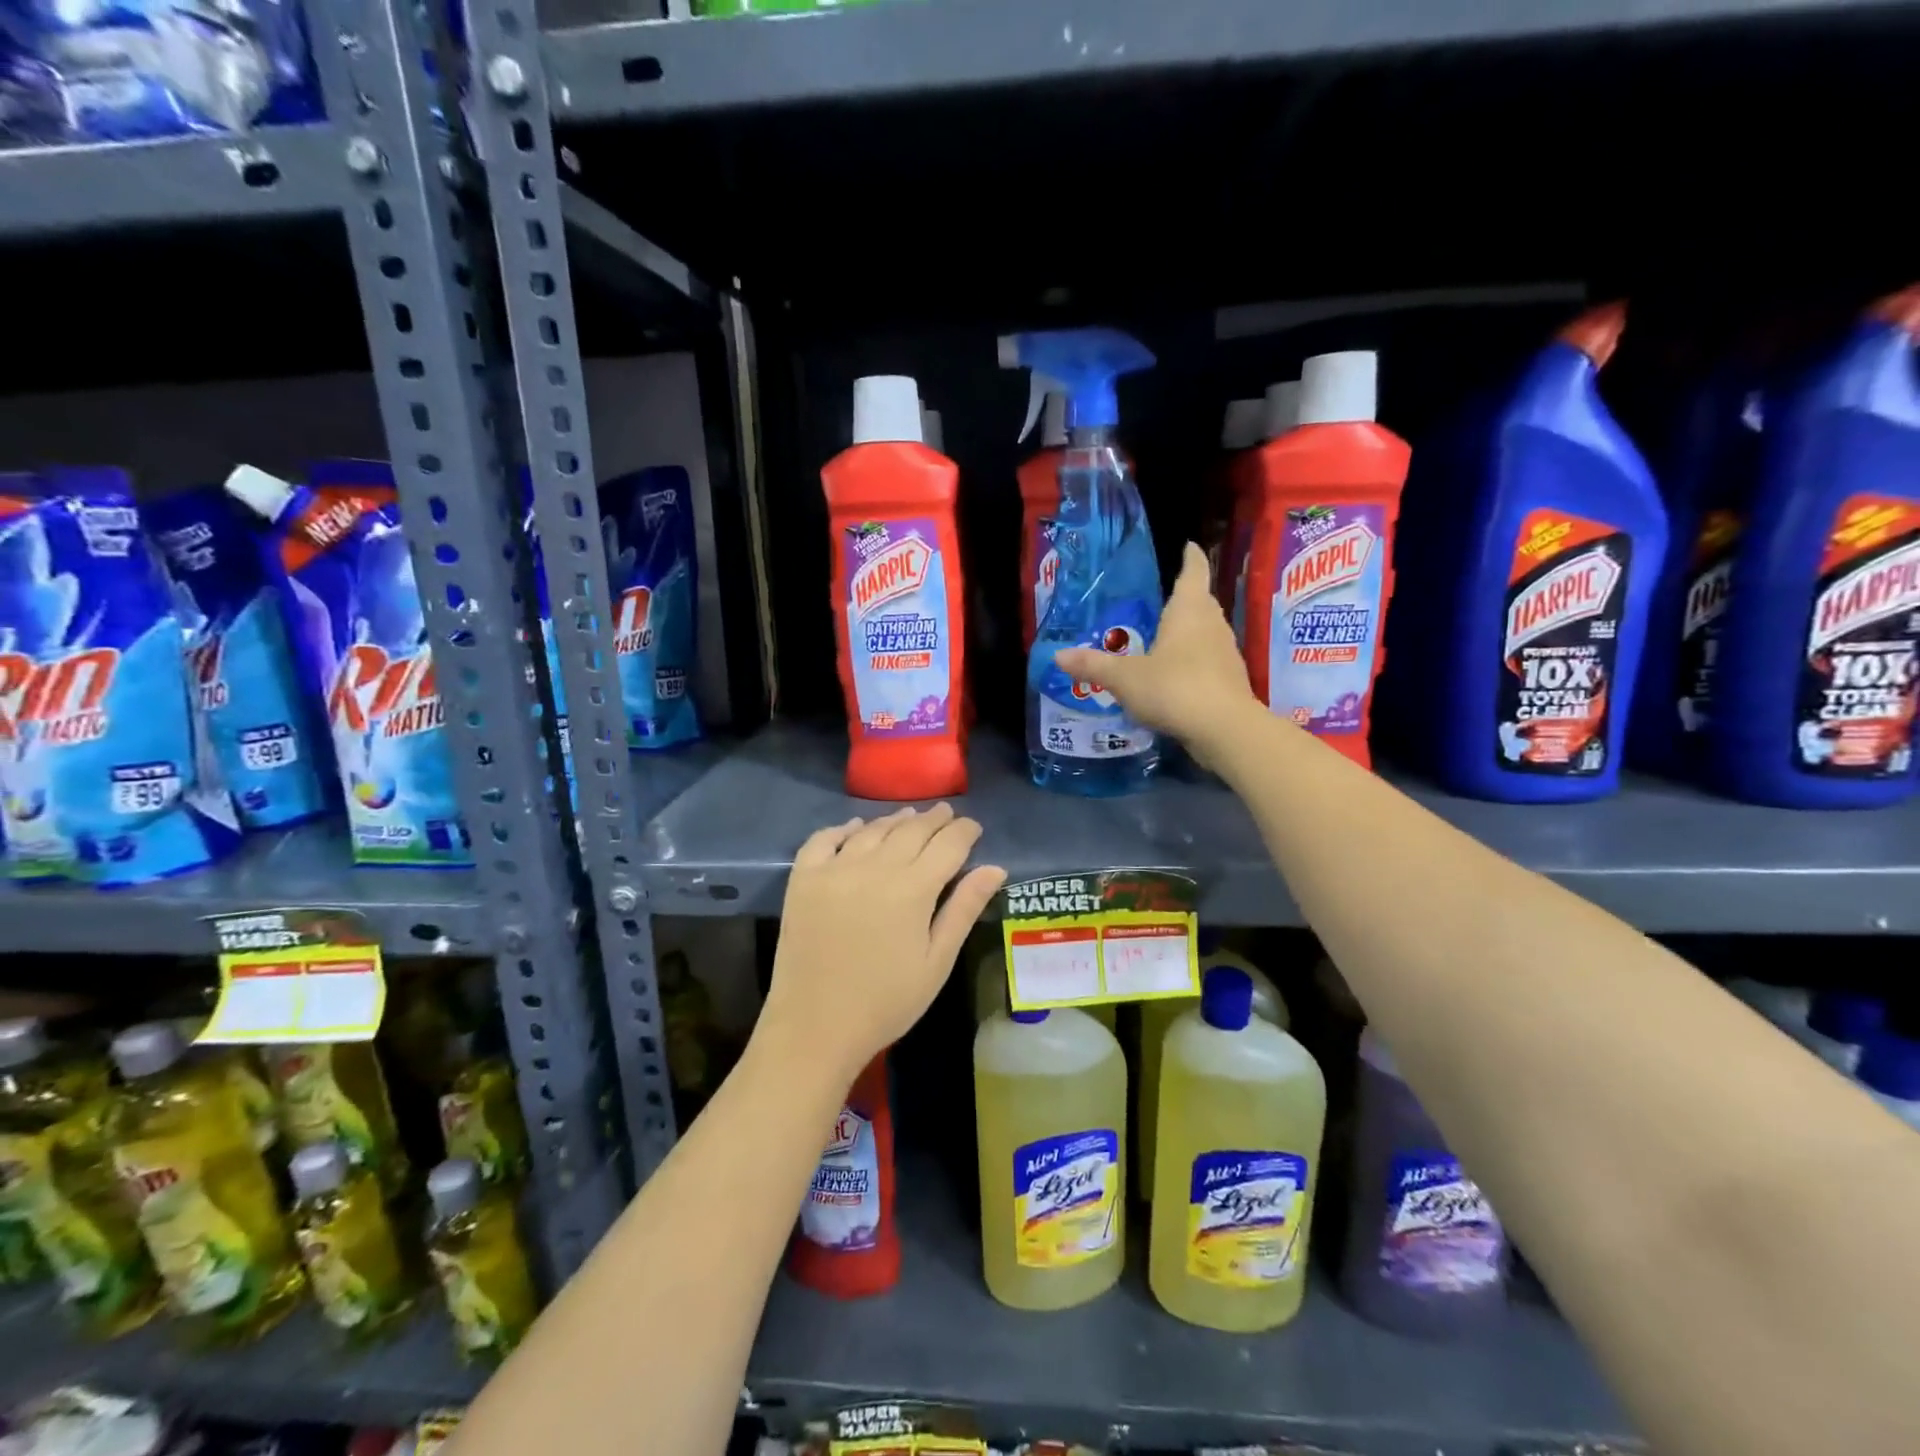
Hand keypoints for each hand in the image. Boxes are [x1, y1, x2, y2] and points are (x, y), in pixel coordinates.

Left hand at [763, 805, 1004, 1079]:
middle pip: (911, 830)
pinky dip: (844, 828)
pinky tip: (856, 827)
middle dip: (934, 820)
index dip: (964, 831)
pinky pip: (824, 839)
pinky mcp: (804, 879)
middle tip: (947, 813)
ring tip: (910, 815)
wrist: (815, 1027)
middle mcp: (874, 867)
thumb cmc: (886, 1002)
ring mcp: (835, 869)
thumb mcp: (936, 961)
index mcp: (913, 888)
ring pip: (872, 830)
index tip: (974, 827)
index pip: (948, 845)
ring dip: (895, 820)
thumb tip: (995, 867)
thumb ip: (964, 909)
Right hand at [1055, 541, 1260, 765]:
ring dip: (1190, 632)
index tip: (1187, 546)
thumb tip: (1058, 655)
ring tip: (1165, 637)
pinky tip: (1176, 676)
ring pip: (1207, 632)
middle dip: (1185, 598)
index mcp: (1188, 612)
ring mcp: (1225, 654)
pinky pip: (1209, 661)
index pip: (1192, 573)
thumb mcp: (1125, 678)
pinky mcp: (1231, 682)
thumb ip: (1093, 666)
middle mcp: (1212, 625)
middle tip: (1163, 598)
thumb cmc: (1174, 688)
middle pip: (1201, 602)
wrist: (1225, 730)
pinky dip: (1194, 661)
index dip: (1189, 558)